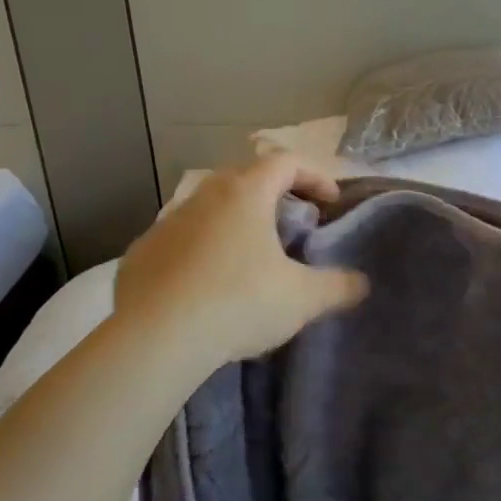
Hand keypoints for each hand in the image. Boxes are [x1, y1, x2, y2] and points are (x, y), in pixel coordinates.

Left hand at [111, 156, 368, 389]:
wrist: (155, 338)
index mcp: (245, 193)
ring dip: (234, 224)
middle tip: (291, 226)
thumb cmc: (239, 302)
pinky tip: (207, 286)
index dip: (315, 176)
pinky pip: (180, 242)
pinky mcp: (140, 255)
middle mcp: (203, 197)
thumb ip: (338, 286)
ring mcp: (166, 224)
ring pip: (209, 210)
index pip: (287, 162)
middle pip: (245, 179)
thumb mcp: (302, 298)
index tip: (330, 203)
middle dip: (273, 196)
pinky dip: (201, 252)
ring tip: (250, 258)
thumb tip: (361, 283)